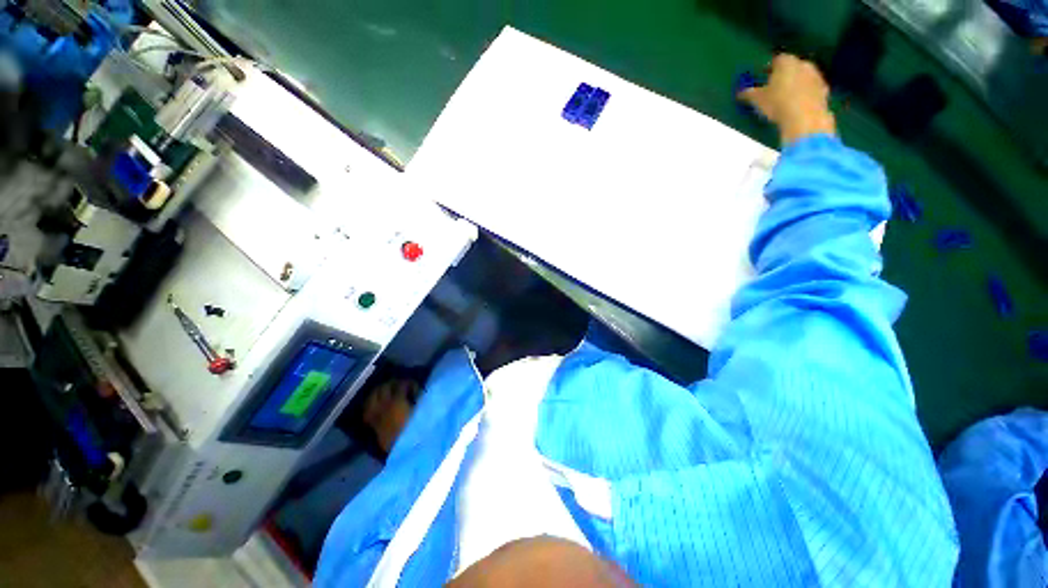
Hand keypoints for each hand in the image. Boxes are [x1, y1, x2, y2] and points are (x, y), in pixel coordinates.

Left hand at [363, 378, 417, 453]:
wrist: (396, 451)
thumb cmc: (412, 431)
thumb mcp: (418, 413)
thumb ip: (418, 400)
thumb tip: (418, 393)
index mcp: (397, 400)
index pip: (402, 384)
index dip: (409, 383)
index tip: (416, 386)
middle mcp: (383, 403)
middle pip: (385, 386)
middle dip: (393, 383)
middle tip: (401, 385)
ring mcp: (375, 411)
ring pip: (374, 394)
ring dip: (381, 390)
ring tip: (388, 391)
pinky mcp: (370, 420)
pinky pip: (368, 406)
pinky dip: (373, 401)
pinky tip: (378, 403)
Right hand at [738, 54, 835, 144]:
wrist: (805, 118)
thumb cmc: (778, 104)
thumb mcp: (757, 100)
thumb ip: (748, 93)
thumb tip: (741, 92)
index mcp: (786, 62)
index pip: (776, 60)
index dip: (769, 68)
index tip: (763, 77)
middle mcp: (803, 64)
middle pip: (792, 66)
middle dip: (784, 75)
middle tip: (774, 87)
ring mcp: (816, 76)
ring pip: (803, 77)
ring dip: (796, 84)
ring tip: (785, 97)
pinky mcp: (824, 90)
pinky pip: (811, 89)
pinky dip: (805, 94)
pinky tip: (797, 104)